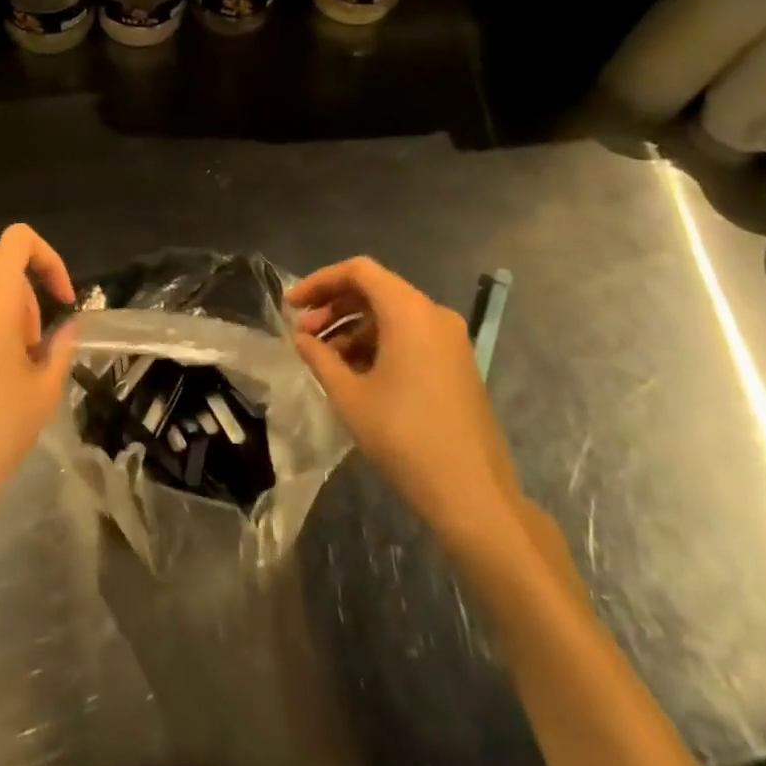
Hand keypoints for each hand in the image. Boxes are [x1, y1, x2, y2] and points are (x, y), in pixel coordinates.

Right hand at [288, 258, 522, 553]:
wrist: (473, 494)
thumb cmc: (404, 438)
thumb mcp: (349, 396)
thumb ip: (319, 357)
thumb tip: (301, 338)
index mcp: (409, 312)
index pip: (359, 271)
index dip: (320, 281)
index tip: (292, 305)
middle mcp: (434, 315)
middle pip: (376, 289)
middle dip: (334, 306)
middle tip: (303, 334)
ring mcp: (451, 340)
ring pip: (392, 314)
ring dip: (354, 326)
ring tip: (325, 357)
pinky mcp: (457, 364)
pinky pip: (411, 335)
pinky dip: (378, 342)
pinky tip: (356, 372)